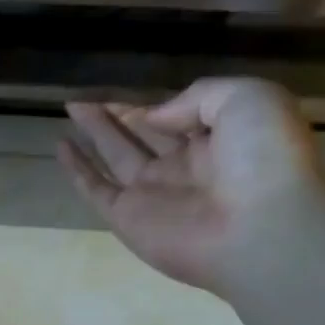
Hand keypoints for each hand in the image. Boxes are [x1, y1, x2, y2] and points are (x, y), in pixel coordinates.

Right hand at [60, 77, 324, 295]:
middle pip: (141, 135)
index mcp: (218, 140)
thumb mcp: (248, 99)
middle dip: (116, 116)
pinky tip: (61, 146)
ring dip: (94, 134)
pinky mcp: (127, 219)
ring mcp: (153, 195)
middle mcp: (183, 168)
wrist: (259, 229)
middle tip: (84, 100)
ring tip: (70, 109)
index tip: (124, 95)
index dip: (151, 105)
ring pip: (116, 156)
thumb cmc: (264, 159)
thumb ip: (198, 97)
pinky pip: (96, 189)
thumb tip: (153, 116)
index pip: (176, 117)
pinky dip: (77, 169)